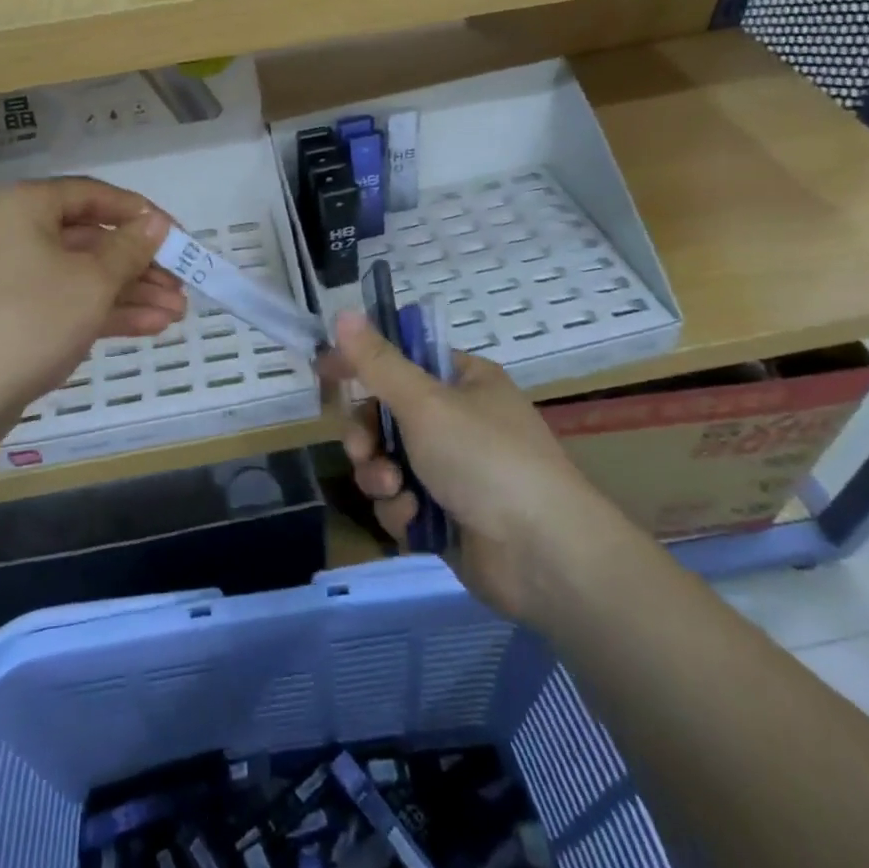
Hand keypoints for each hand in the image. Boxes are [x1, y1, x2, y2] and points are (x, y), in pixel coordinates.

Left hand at [0, 178, 184, 440]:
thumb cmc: (29, 318)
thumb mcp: (92, 280)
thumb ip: (130, 248)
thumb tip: (155, 223)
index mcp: (25, 206)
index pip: (93, 195)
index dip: (140, 214)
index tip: (178, 235)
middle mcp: (14, 233)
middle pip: (91, 239)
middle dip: (141, 264)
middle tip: (182, 283)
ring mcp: (12, 278)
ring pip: (82, 275)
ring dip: (131, 292)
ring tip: (178, 312)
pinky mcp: (14, 317)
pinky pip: (67, 302)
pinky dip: (106, 312)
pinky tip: (152, 326)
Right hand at [330, 311, 628, 623]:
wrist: (542, 555)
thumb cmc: (484, 458)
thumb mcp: (425, 401)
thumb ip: (378, 362)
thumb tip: (342, 312)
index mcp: (464, 382)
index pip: (401, 360)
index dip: (362, 364)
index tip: (325, 373)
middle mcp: (459, 421)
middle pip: (386, 415)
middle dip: (367, 435)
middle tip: (363, 448)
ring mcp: (454, 471)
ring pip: (387, 461)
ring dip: (380, 475)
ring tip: (393, 489)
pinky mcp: (446, 515)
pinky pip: (401, 501)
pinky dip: (401, 509)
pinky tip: (415, 519)